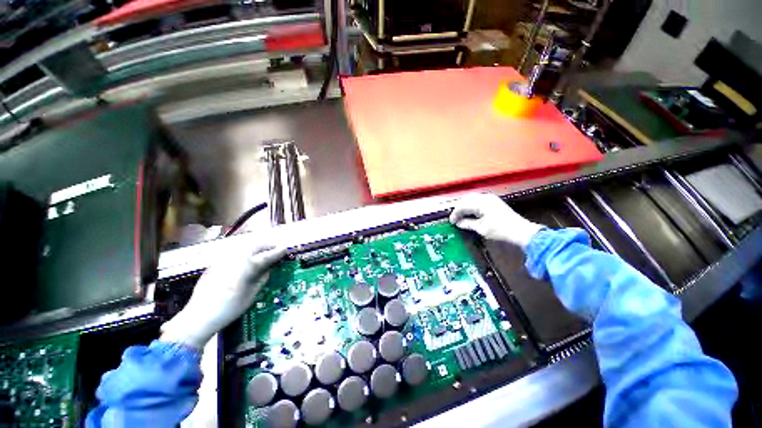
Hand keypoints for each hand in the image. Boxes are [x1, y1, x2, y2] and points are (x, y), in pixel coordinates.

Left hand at [160, 243, 286, 349]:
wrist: (198, 317)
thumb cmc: (229, 308)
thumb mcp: (252, 294)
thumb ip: (262, 278)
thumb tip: (268, 268)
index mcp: (246, 266)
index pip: (266, 256)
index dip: (278, 252)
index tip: (286, 249)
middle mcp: (235, 258)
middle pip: (255, 246)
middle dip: (267, 246)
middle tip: (276, 248)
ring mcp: (223, 259)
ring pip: (244, 247)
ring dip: (256, 247)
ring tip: (263, 252)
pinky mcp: (215, 264)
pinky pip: (234, 252)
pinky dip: (244, 252)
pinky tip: (247, 259)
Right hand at [449, 193, 544, 248]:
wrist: (521, 231)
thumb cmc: (500, 230)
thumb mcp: (481, 228)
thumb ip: (467, 224)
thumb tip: (458, 223)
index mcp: (481, 202)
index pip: (463, 205)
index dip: (455, 213)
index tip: (451, 221)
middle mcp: (485, 197)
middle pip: (466, 199)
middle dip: (459, 208)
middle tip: (455, 218)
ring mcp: (490, 198)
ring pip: (472, 199)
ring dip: (465, 207)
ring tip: (461, 216)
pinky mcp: (494, 202)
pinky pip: (478, 200)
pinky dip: (472, 206)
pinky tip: (470, 213)